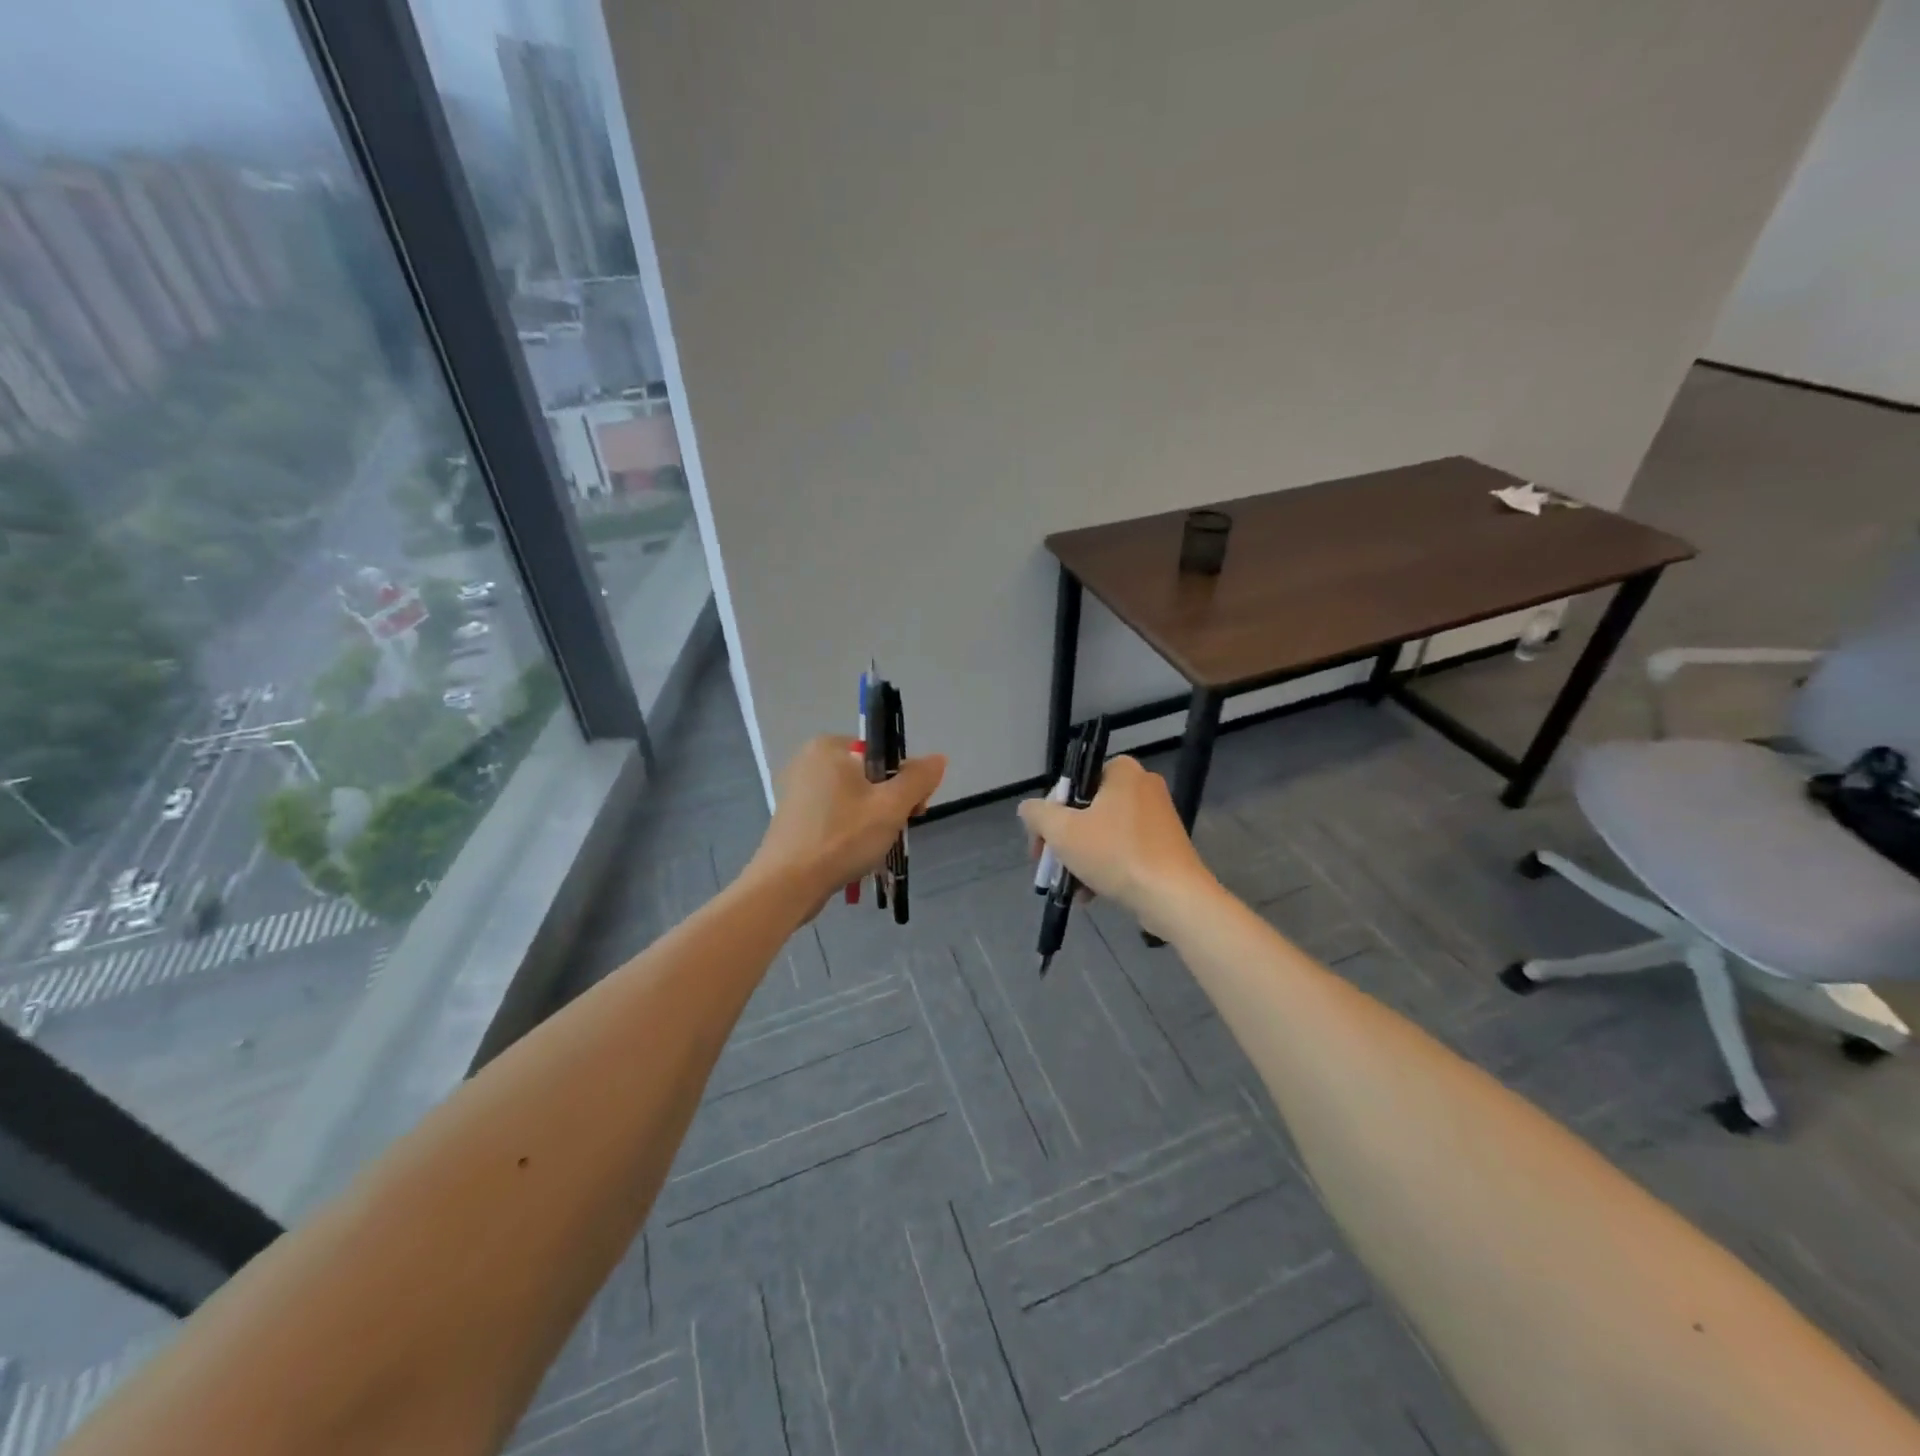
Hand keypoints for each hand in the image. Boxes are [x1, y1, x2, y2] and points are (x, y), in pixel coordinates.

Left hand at [749, 735, 946, 905]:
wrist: (787, 885)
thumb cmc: (842, 837)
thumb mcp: (891, 806)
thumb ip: (918, 779)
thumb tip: (938, 759)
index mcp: (829, 746)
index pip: (882, 754)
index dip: (904, 781)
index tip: (914, 810)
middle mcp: (808, 761)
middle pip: (868, 776)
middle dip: (888, 803)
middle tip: (896, 831)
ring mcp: (797, 791)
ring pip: (852, 799)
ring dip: (871, 820)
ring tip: (876, 847)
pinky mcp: (793, 819)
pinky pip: (834, 816)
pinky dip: (849, 831)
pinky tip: (855, 854)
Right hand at [1018, 755, 1217, 936]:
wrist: (1174, 897)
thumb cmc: (1116, 854)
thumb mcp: (1063, 832)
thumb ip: (1038, 814)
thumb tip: (1028, 808)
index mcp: (1122, 771)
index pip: (1072, 784)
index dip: (1049, 814)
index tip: (1040, 844)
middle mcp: (1142, 785)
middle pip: (1086, 809)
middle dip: (1065, 841)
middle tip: (1051, 866)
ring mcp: (1158, 816)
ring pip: (1104, 832)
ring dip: (1082, 858)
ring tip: (1071, 886)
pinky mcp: (1166, 843)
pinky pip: (1125, 848)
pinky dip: (1106, 866)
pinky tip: (1090, 894)